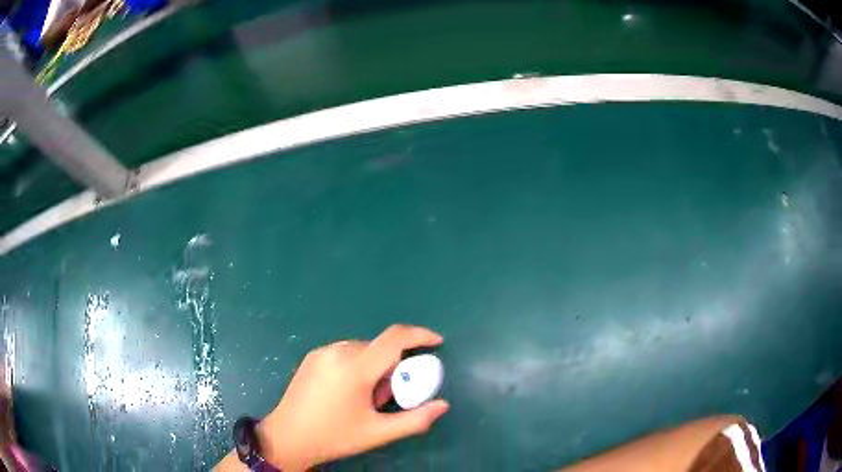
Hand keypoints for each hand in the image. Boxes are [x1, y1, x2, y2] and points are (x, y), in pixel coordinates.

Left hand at [257, 325, 449, 469]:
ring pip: (363, 350)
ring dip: (375, 367)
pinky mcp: (312, 357)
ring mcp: (322, 352)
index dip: (420, 335)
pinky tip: (348, 392)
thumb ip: (415, 420)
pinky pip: (346, 352)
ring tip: (366, 398)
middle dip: (394, 367)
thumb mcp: (378, 433)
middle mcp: (338, 351)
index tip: (437, 343)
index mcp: (355, 368)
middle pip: (380, 348)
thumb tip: (443, 405)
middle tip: (388, 397)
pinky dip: (358, 365)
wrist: (288, 437)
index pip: (394, 338)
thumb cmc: (334, 437)